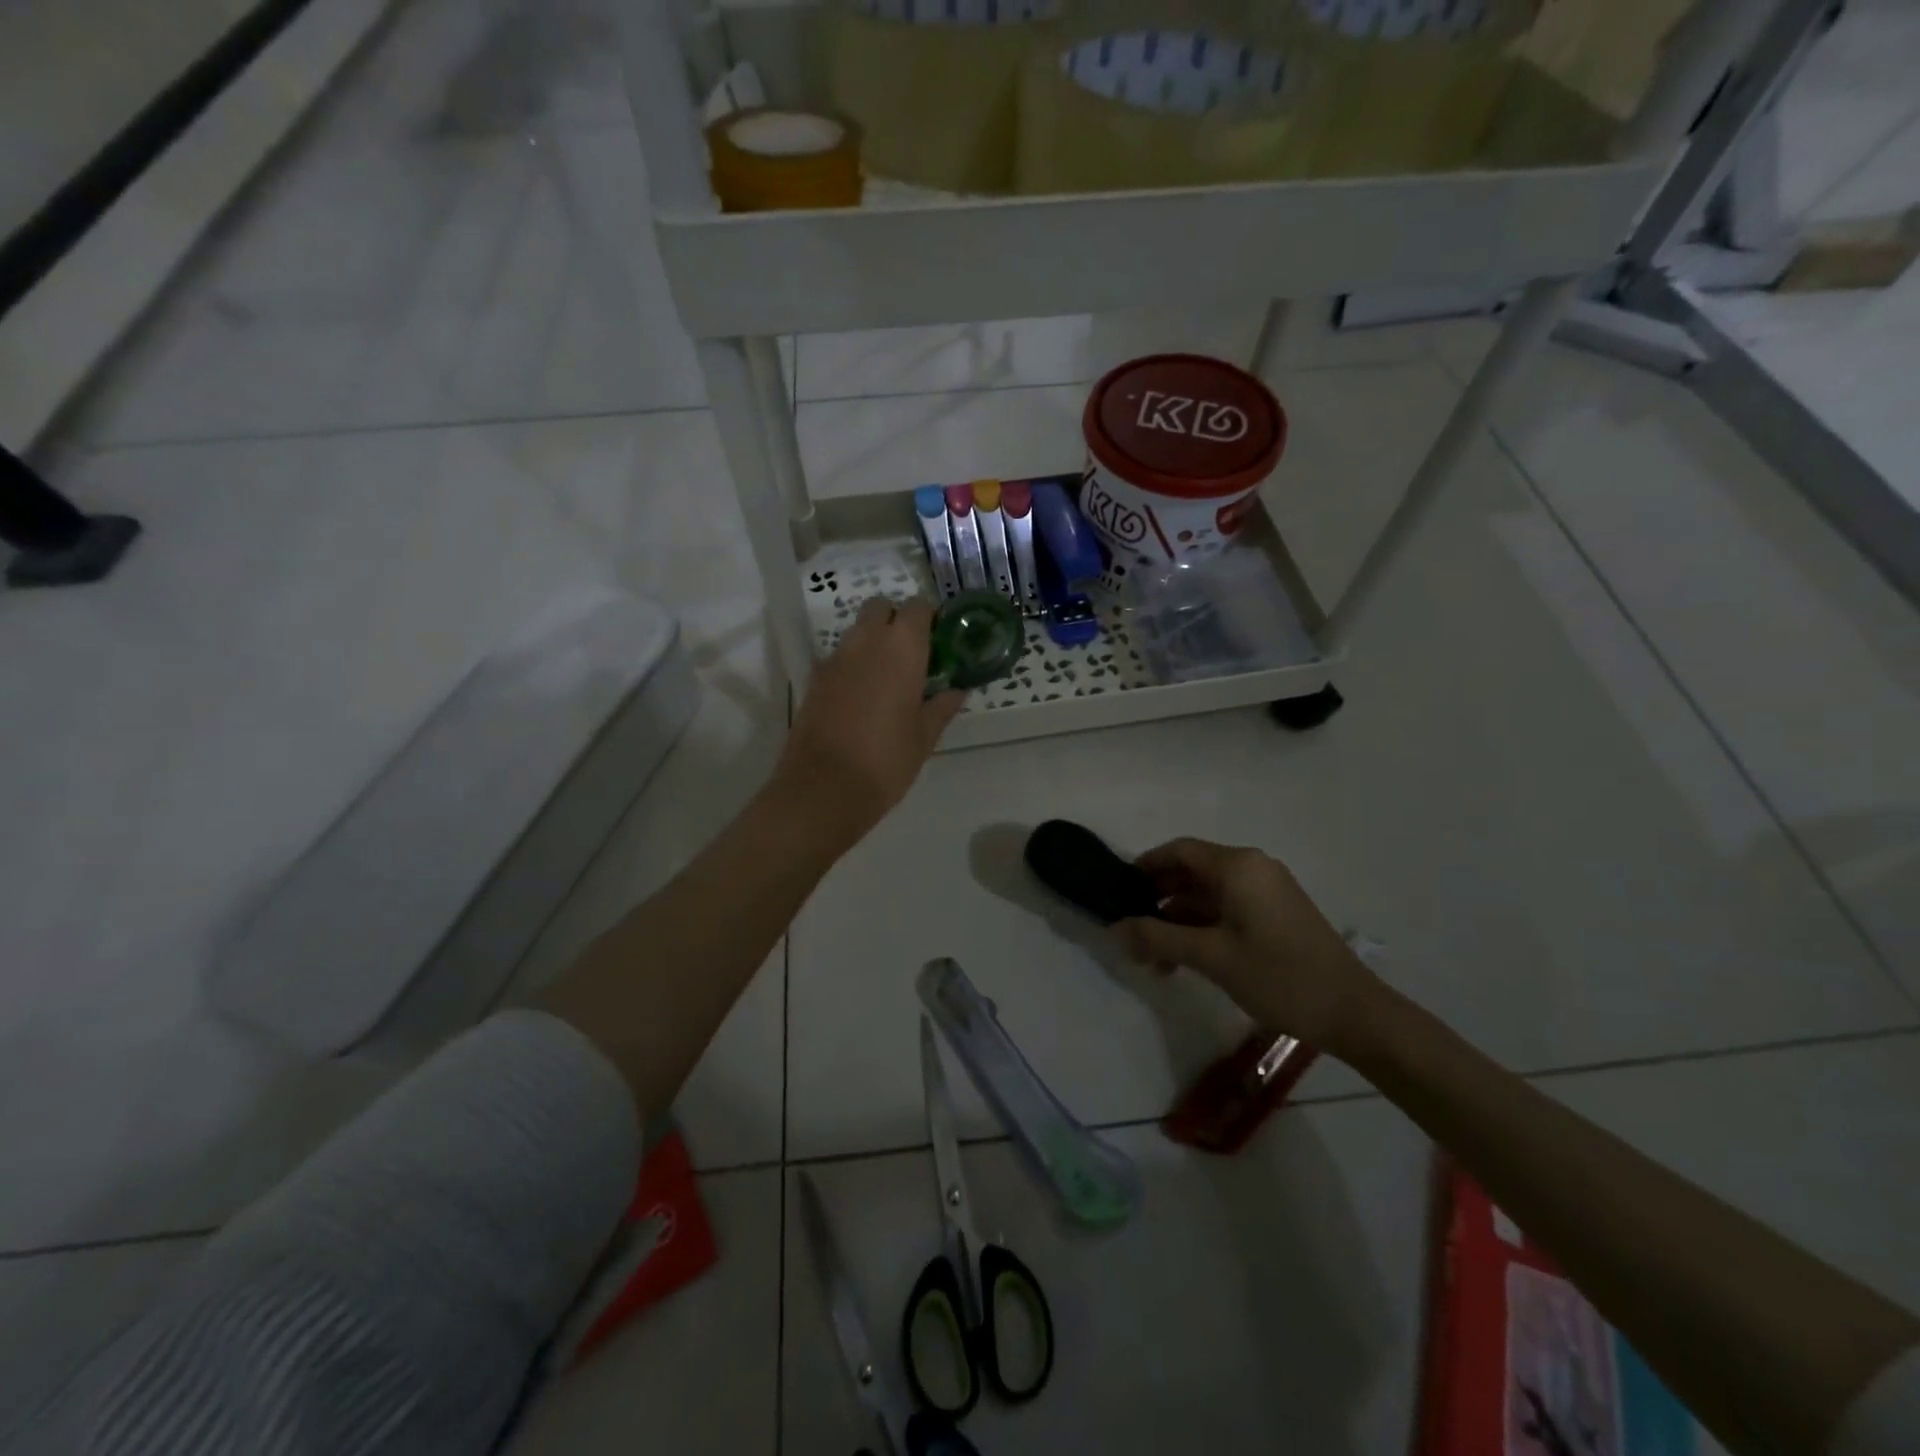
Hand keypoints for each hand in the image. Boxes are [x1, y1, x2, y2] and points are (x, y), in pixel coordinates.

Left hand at [773, 598, 962, 841]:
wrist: (824, 788)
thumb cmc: (886, 761)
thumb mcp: (924, 736)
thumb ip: (942, 706)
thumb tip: (957, 690)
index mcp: (901, 648)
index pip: (917, 607)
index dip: (928, 618)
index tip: (938, 640)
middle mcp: (866, 642)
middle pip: (880, 608)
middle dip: (896, 621)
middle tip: (911, 655)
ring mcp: (835, 659)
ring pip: (857, 632)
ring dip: (873, 642)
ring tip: (888, 679)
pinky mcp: (814, 679)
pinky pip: (839, 658)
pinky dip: (853, 665)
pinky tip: (861, 698)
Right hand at [1117, 838, 1380, 1051]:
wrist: (1353, 1013)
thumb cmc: (1279, 976)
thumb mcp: (1211, 957)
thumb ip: (1159, 939)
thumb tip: (1116, 929)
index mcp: (1238, 867)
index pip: (1179, 851)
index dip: (1145, 867)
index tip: (1118, 892)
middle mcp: (1253, 869)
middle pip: (1192, 873)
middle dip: (1158, 900)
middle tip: (1131, 930)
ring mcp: (1267, 892)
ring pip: (1208, 896)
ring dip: (1178, 922)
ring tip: (1153, 960)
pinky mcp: (1276, 915)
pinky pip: (1228, 911)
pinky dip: (1202, 929)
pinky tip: (1184, 962)